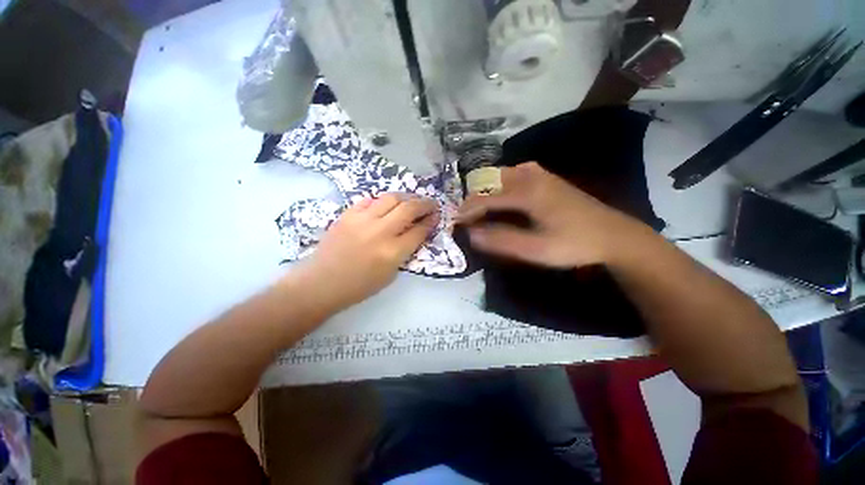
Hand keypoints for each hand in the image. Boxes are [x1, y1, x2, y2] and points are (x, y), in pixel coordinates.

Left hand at [295, 194, 438, 311]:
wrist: (322, 283)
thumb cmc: (359, 286)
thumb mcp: (391, 274)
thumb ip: (405, 251)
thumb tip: (415, 232)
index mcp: (392, 252)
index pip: (418, 230)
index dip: (430, 221)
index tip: (436, 215)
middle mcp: (380, 232)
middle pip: (409, 208)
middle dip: (424, 204)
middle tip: (431, 203)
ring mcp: (362, 220)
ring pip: (391, 198)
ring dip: (406, 197)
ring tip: (411, 200)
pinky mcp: (348, 214)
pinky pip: (370, 200)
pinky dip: (382, 201)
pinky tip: (386, 205)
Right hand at [457, 162, 647, 267]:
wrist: (614, 235)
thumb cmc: (574, 244)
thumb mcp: (536, 249)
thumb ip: (501, 241)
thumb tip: (472, 234)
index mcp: (528, 192)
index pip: (486, 198)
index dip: (468, 210)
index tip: (455, 221)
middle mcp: (531, 176)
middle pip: (491, 181)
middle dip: (475, 198)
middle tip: (468, 217)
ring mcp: (541, 174)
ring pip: (502, 174)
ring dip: (488, 189)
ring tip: (481, 208)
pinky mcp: (547, 178)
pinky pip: (515, 173)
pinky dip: (502, 183)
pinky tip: (504, 195)